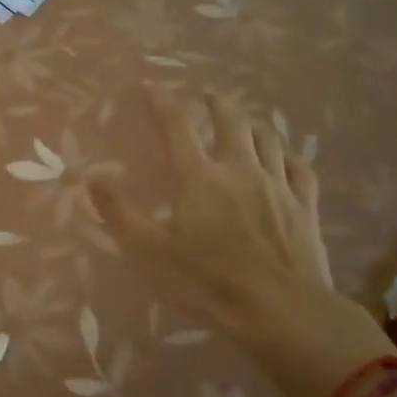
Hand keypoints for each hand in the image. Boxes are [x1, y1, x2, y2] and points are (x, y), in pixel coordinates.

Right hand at [87, 88, 396, 396]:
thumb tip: (91, 176)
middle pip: (231, 121)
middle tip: (209, 95)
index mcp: (199, 177)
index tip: (151, 85)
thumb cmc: (206, 282)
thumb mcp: (149, 252)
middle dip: (217, 104)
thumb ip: (118, 212)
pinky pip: (300, 169)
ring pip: (268, 139)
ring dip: (253, 124)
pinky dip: (289, 156)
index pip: (177, 125)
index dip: (161, 102)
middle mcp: (239, 169)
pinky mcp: (305, 207)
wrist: (280, 311)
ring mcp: (278, 185)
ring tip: (245, 122)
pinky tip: (285, 158)